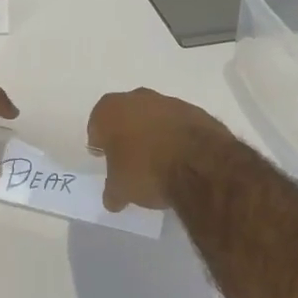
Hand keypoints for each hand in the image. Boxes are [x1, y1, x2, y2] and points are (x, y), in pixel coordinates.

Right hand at [88, 88, 235, 211]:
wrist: (199, 163)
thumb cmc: (146, 170)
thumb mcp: (121, 189)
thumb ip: (113, 190)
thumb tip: (112, 199)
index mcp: (110, 111)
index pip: (97, 124)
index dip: (99, 142)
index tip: (104, 158)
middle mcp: (137, 98)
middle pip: (125, 115)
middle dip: (126, 133)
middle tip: (129, 158)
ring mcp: (168, 102)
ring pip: (153, 117)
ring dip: (153, 133)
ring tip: (158, 160)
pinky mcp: (195, 111)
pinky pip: (178, 124)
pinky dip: (176, 136)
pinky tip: (180, 157)